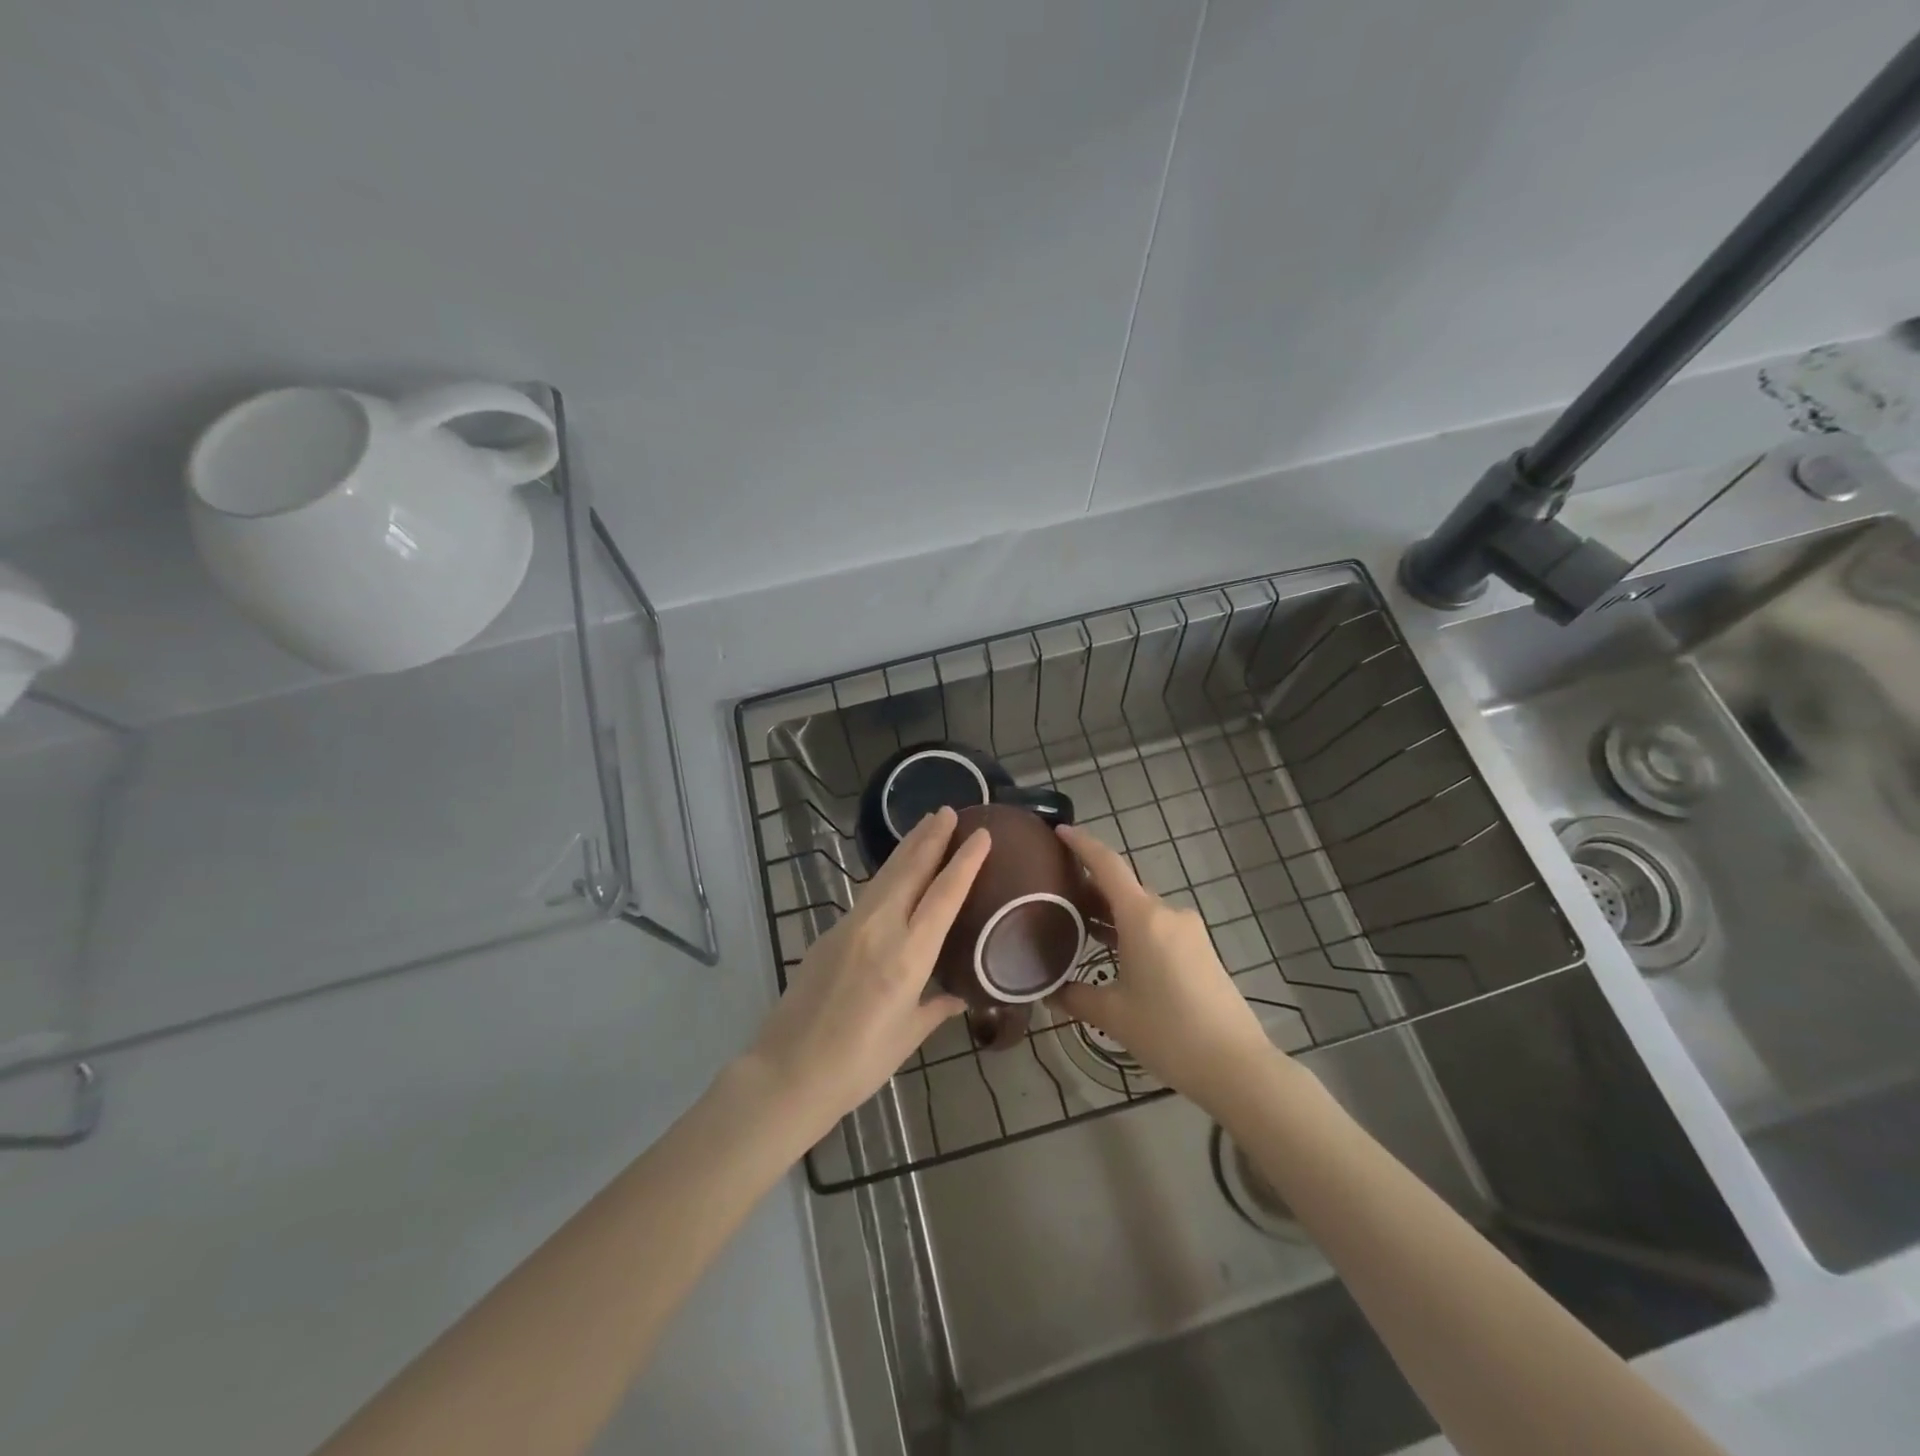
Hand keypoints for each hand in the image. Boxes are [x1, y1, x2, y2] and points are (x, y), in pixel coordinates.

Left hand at [740, 806, 987, 1140]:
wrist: (788, 1072)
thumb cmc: (858, 1063)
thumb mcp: (908, 1036)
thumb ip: (937, 1006)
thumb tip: (960, 994)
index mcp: (908, 956)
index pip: (944, 895)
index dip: (965, 862)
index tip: (981, 834)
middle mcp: (880, 930)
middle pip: (910, 870)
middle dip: (931, 837)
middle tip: (948, 810)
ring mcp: (850, 927)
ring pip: (886, 876)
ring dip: (908, 847)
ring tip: (925, 825)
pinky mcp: (830, 933)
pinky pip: (868, 894)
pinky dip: (888, 875)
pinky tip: (895, 873)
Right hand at [1052, 823, 1280, 1113]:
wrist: (1236, 1066)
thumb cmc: (1168, 1032)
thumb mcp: (1112, 1015)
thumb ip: (1075, 996)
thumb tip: (1049, 992)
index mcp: (1143, 917)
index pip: (1107, 865)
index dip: (1082, 844)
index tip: (1059, 830)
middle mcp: (1167, 913)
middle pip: (1123, 888)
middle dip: (1091, 887)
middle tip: (1057, 894)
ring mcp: (1189, 932)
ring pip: (1141, 910)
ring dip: (1112, 913)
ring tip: (1080, 927)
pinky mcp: (1201, 951)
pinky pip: (1158, 928)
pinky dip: (1132, 930)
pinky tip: (1116, 953)